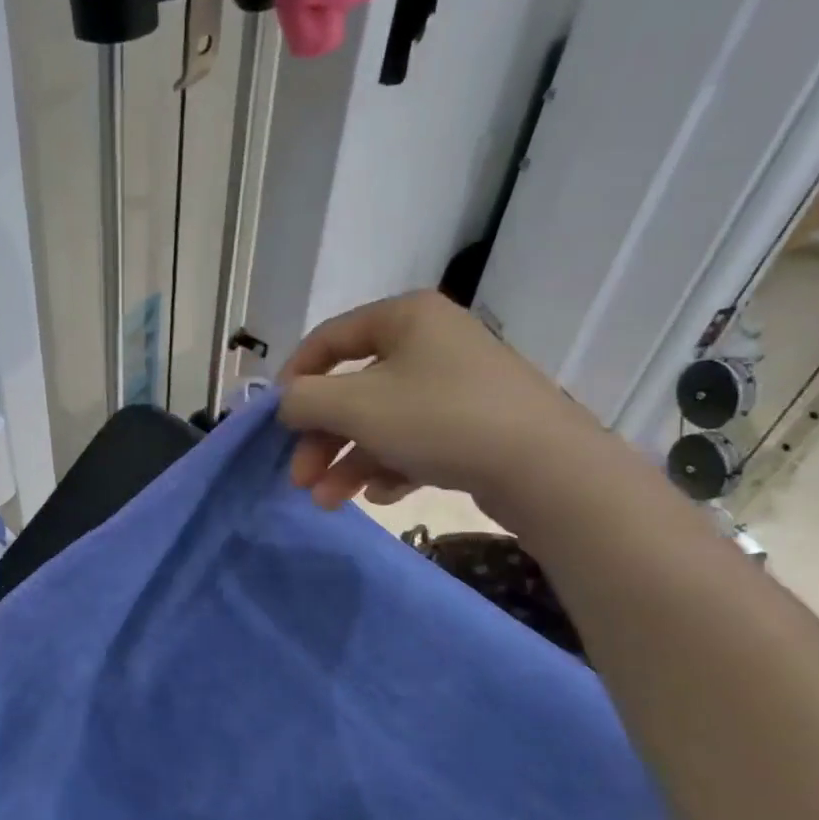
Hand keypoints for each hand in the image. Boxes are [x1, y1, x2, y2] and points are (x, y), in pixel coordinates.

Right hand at [277, 290, 608, 517]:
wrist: (543, 467)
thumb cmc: (437, 419)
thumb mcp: (354, 405)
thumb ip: (303, 400)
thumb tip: (286, 405)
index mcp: (404, 318)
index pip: (328, 339)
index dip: (293, 379)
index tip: (275, 421)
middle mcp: (431, 342)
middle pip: (353, 388)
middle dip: (320, 437)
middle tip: (299, 478)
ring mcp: (457, 385)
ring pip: (381, 420)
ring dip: (347, 460)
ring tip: (328, 501)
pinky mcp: (475, 424)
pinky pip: (415, 440)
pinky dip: (389, 466)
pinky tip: (380, 495)